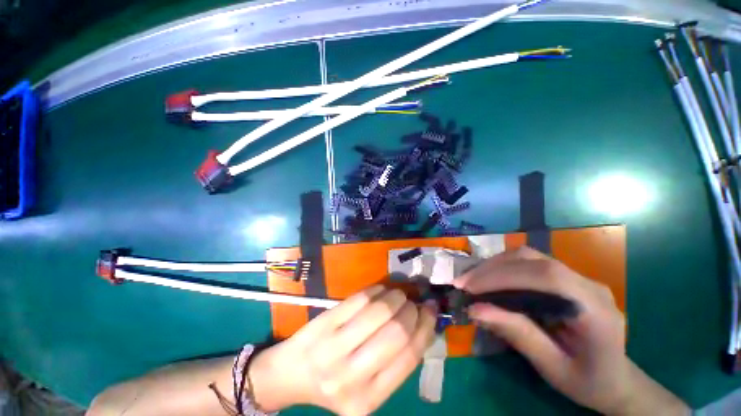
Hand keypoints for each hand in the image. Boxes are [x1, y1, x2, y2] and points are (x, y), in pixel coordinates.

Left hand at [247, 285, 436, 414]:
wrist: (292, 374)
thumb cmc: (335, 381)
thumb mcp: (368, 385)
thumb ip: (395, 360)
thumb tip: (422, 322)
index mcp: (369, 400)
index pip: (409, 357)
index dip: (425, 328)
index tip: (430, 310)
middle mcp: (352, 377)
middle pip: (396, 332)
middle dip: (411, 310)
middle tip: (413, 302)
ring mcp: (334, 348)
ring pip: (378, 311)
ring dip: (395, 297)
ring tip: (398, 294)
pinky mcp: (324, 323)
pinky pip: (359, 299)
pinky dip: (376, 290)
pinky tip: (380, 291)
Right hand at [454, 247, 688, 415]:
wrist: (617, 380)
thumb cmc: (589, 381)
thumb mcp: (553, 367)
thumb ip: (518, 335)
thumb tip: (475, 310)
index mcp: (594, 308)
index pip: (545, 276)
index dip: (502, 276)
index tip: (469, 287)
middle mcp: (587, 283)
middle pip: (533, 259)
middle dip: (492, 268)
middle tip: (463, 282)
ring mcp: (577, 276)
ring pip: (528, 256)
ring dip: (495, 265)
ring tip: (472, 280)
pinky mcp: (566, 277)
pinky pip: (529, 263)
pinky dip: (503, 267)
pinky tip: (489, 279)